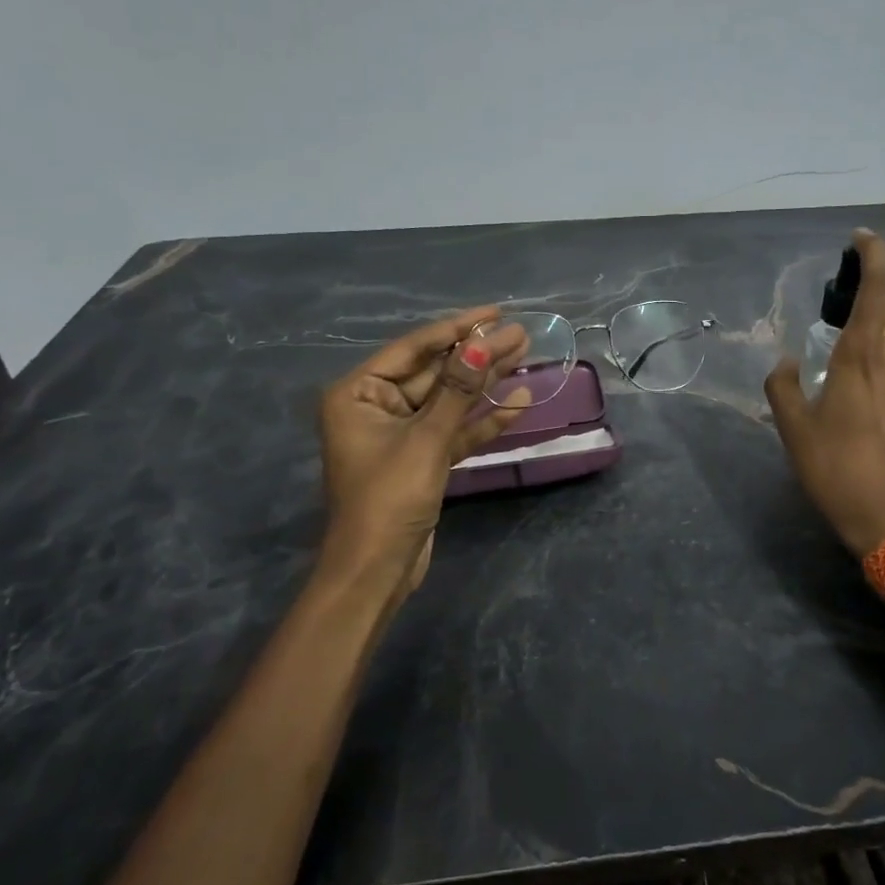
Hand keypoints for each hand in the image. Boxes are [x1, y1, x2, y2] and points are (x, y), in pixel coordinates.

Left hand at [317, 307, 530, 597]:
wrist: (376, 571)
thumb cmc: (388, 498)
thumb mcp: (426, 439)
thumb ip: (457, 390)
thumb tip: (483, 344)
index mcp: (359, 393)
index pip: (414, 349)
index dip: (457, 329)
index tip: (495, 313)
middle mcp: (377, 407)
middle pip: (435, 372)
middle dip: (478, 356)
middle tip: (521, 334)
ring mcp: (402, 434)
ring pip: (449, 400)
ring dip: (485, 383)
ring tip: (526, 357)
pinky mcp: (422, 459)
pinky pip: (454, 430)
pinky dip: (482, 421)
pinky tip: (518, 404)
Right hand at [765, 230, 884, 556]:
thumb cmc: (836, 468)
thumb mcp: (793, 429)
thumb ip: (783, 386)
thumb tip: (788, 363)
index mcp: (861, 354)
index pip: (878, 288)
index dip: (874, 255)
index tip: (862, 238)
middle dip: (876, 293)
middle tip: (848, 307)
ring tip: (867, 351)